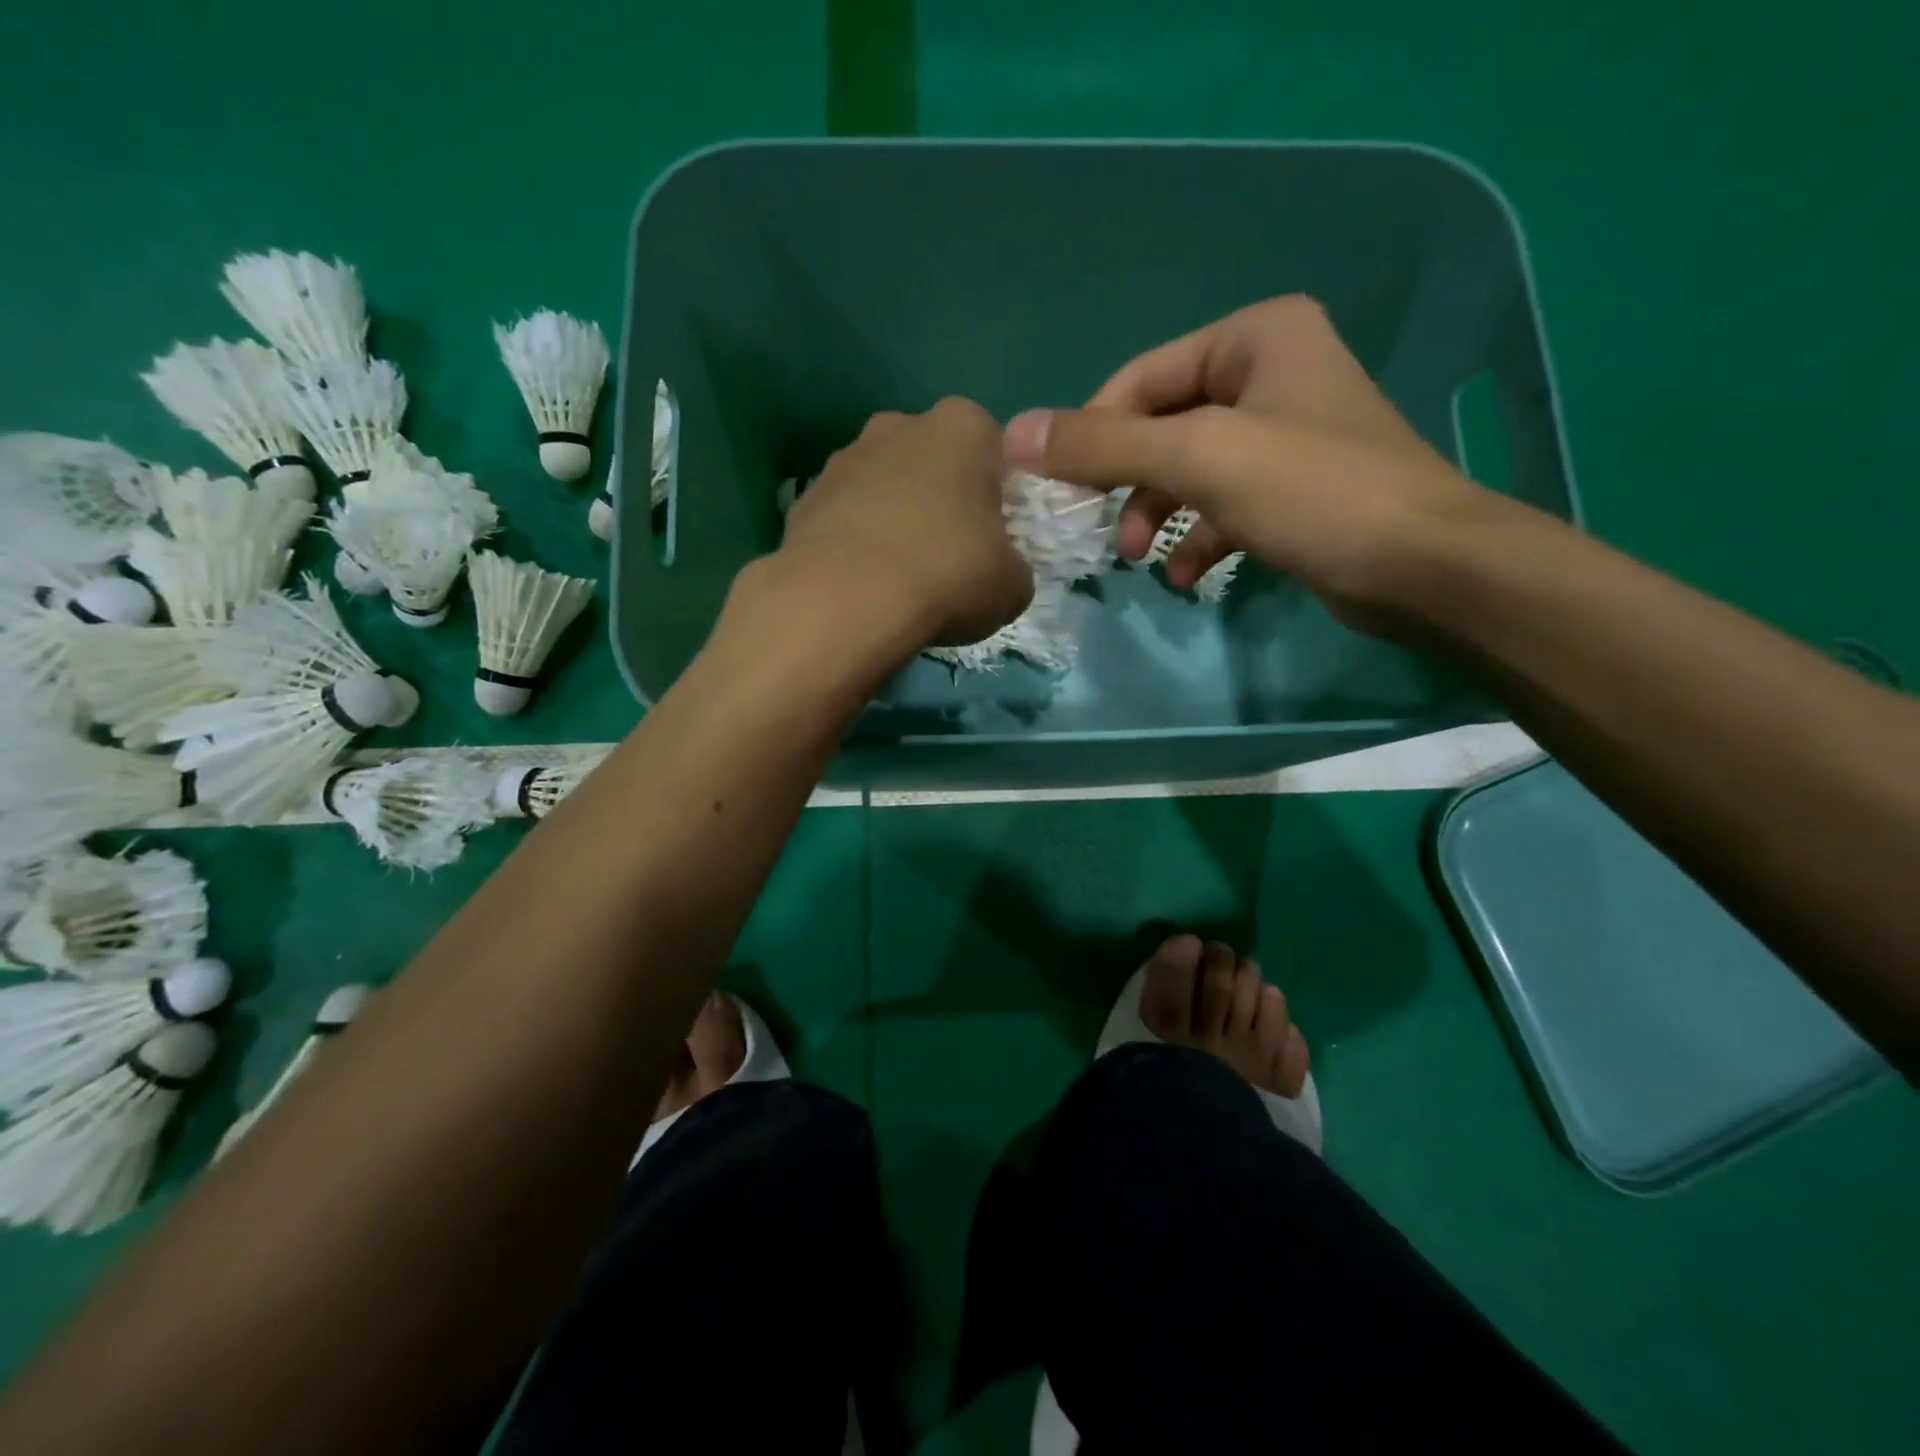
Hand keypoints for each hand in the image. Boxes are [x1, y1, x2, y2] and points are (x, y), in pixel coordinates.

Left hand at [777, 397, 1032, 647]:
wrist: (845, 598)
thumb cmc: (947, 574)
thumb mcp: (1012, 585)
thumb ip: (1013, 567)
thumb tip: (998, 573)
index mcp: (963, 428)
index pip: (992, 449)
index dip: (996, 495)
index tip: (992, 538)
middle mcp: (899, 426)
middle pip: (932, 461)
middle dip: (940, 499)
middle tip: (948, 556)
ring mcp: (844, 458)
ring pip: (883, 487)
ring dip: (893, 520)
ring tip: (898, 578)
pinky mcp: (804, 498)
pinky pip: (844, 518)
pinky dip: (854, 543)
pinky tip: (860, 584)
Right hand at [1001, 295, 1499, 632]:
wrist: (1422, 566)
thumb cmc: (1312, 491)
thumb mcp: (1198, 458)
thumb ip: (1103, 446)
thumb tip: (1013, 435)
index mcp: (1254, 337)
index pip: (1141, 380)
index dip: (1092, 435)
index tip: (1059, 492)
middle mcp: (1271, 373)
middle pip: (1163, 426)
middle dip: (1128, 482)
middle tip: (1099, 531)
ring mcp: (1286, 434)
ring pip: (1190, 470)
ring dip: (1157, 513)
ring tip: (1139, 558)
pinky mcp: (1296, 490)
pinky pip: (1224, 504)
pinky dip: (1197, 537)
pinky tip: (1184, 574)